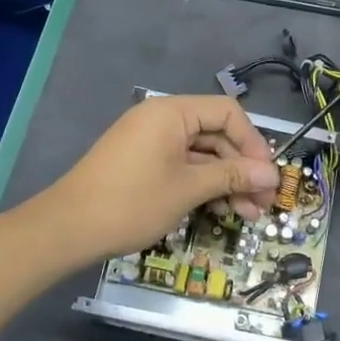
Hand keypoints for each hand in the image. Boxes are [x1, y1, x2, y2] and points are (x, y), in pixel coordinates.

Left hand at [37, 96, 279, 260]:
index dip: (253, 143)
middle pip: (216, 135)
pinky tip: (219, 210)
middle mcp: (162, 119)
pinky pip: (182, 165)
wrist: (67, 228)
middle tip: (264, 204)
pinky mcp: (142, 163)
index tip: (269, 177)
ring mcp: (150, 142)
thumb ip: (232, 176)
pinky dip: (202, 185)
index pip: (227, 113)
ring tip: (247, 215)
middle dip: (242, 168)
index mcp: (172, 112)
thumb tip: (272, 175)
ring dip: (226, 182)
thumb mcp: (188, 189)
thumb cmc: (132, 202)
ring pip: (201, 154)